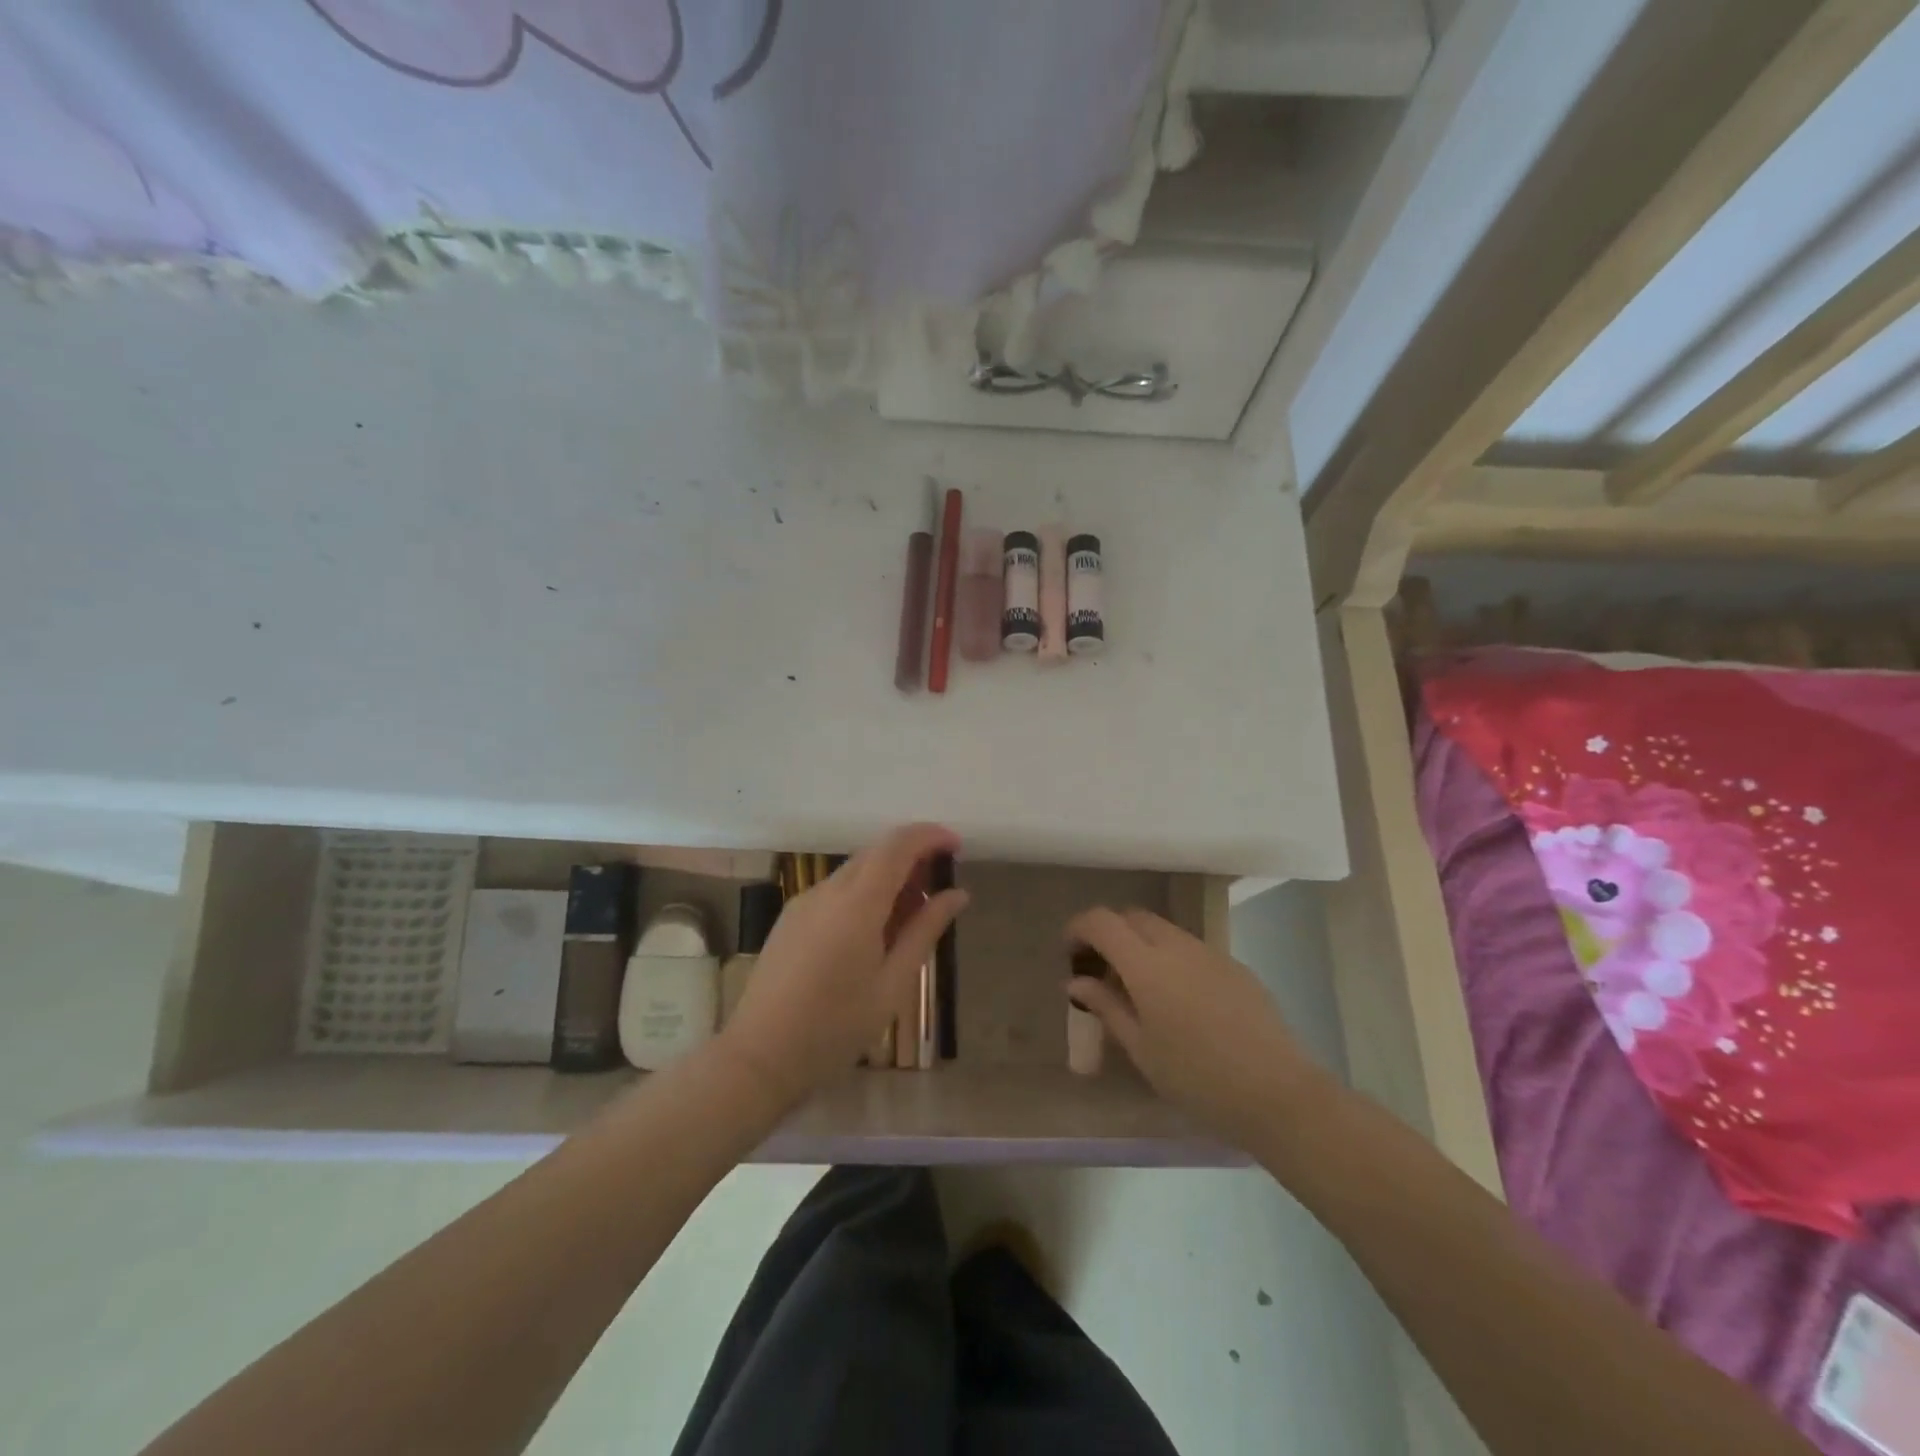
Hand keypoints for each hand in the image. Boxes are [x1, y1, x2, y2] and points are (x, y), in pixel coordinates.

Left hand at [719, 824, 967, 1112]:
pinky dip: (864, 894)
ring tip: (911, 917)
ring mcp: (804, 902)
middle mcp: (828, 891)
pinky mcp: (791, 917)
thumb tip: (956, 894)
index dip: (930, 836)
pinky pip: (836, 890)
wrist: (760, 1056)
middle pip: (876, 852)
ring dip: (888, 877)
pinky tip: (874, 931)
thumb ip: (925, 931)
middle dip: (912, 856)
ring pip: (855, 870)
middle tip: (939, 888)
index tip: (956, 847)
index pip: (897, 845)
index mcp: (857, 904)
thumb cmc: (835, 1027)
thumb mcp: (892, 984)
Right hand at [1065, 907, 1336, 1151]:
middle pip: (1133, 917)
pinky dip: (1171, 958)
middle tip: (1102, 969)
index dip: (1079, 928)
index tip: (1070, 952)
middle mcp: (1177, 946)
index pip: (1102, 921)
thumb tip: (1077, 981)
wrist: (1277, 1093)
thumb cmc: (1197, 1079)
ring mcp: (1210, 952)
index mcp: (1147, 965)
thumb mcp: (1141, 1049)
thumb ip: (1106, 1007)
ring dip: (1141, 945)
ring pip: (1164, 930)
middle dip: (1111, 933)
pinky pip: (1191, 948)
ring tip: (1139, 988)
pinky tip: (1179, 1000)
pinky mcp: (1235, 966)